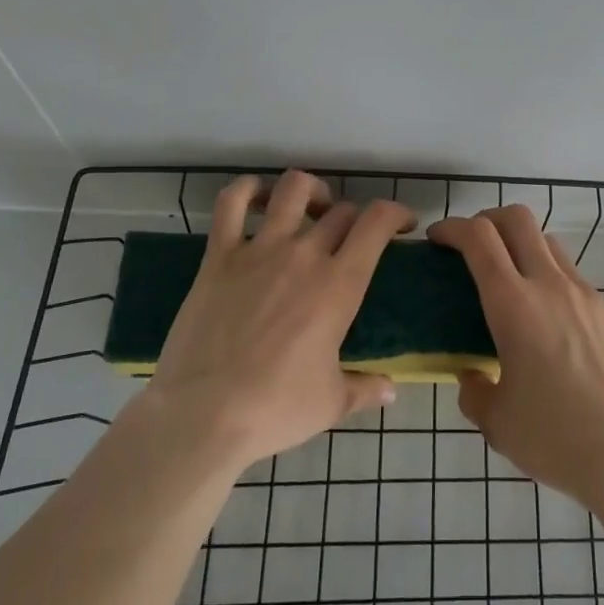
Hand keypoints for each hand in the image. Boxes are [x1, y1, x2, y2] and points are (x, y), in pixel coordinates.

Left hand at [139, 171, 412, 470]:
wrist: (201, 415)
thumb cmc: (274, 409)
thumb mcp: (331, 403)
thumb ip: (365, 389)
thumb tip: (391, 390)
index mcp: (339, 285)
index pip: (377, 223)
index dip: (396, 213)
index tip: (402, 225)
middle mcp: (304, 254)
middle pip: (341, 210)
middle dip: (354, 219)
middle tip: (351, 239)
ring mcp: (260, 249)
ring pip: (293, 189)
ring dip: (311, 190)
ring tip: (312, 207)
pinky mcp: (219, 255)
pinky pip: (231, 203)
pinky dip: (246, 189)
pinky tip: (256, 196)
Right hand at [429, 205, 603, 508]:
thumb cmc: (555, 437)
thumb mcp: (497, 421)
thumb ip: (475, 391)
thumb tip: (472, 376)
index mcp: (513, 304)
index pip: (479, 238)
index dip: (453, 227)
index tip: (437, 239)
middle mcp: (549, 285)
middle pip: (517, 219)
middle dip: (488, 219)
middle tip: (471, 244)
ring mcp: (584, 294)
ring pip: (548, 242)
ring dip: (521, 245)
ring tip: (509, 280)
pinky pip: (571, 275)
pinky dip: (549, 276)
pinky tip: (546, 319)